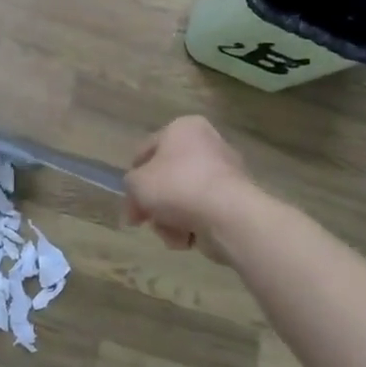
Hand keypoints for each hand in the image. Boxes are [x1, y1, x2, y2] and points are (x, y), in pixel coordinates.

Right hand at [124, 116, 256, 254]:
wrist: (228, 216)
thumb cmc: (177, 186)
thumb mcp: (137, 183)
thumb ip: (130, 185)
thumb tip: (137, 200)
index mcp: (183, 128)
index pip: (148, 149)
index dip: (134, 175)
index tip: (129, 199)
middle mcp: (207, 144)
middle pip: (167, 176)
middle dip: (154, 202)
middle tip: (143, 220)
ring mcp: (225, 173)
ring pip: (183, 198)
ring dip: (170, 218)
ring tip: (169, 233)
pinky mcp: (236, 201)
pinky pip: (203, 212)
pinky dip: (192, 226)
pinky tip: (187, 239)